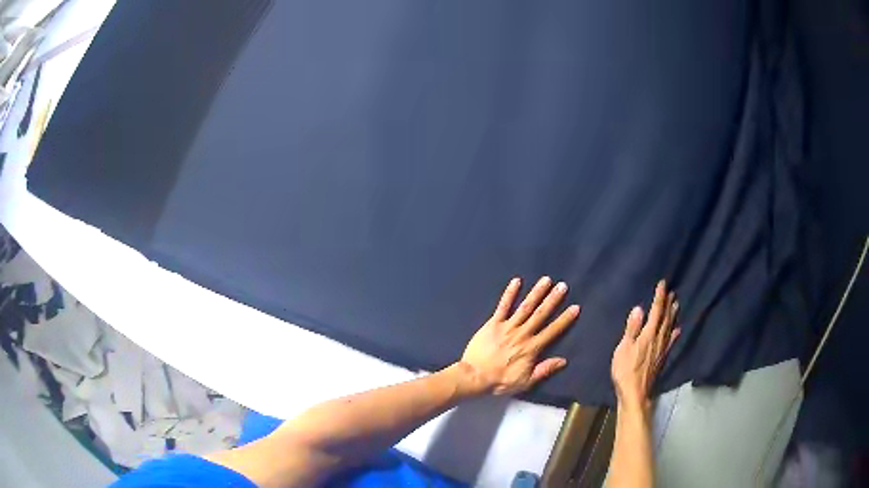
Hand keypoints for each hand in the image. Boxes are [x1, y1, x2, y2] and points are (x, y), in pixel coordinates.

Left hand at [458, 276, 580, 395]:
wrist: (474, 376)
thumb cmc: (500, 381)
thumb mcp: (525, 382)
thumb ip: (544, 370)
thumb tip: (563, 360)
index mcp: (531, 348)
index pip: (552, 331)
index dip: (565, 319)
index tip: (575, 307)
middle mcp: (522, 334)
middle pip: (540, 314)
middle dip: (553, 299)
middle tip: (563, 286)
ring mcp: (507, 327)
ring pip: (525, 307)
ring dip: (536, 293)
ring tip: (546, 280)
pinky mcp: (493, 324)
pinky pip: (502, 306)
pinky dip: (509, 293)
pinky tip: (516, 281)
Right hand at [611, 280, 679, 409]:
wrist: (636, 393)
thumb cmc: (625, 371)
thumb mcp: (624, 349)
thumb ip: (632, 329)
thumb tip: (639, 309)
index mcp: (648, 334)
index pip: (656, 311)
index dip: (659, 297)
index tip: (663, 284)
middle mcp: (658, 338)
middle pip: (665, 318)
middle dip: (668, 304)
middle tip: (673, 292)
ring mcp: (662, 349)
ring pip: (670, 328)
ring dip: (673, 315)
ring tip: (677, 304)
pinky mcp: (662, 358)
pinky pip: (671, 342)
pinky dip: (675, 334)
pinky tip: (678, 330)